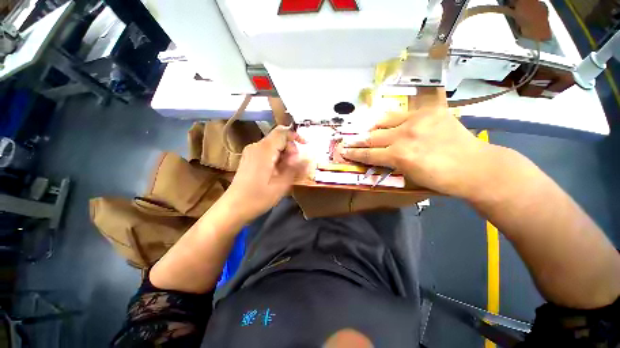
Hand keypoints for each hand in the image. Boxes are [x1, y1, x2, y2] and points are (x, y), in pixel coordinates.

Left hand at [224, 126, 307, 221]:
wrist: (233, 207)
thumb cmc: (258, 197)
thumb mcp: (281, 185)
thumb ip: (295, 169)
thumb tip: (308, 159)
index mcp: (264, 150)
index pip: (282, 132)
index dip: (295, 136)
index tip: (306, 146)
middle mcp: (256, 146)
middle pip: (278, 138)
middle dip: (291, 149)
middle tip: (295, 166)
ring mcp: (251, 152)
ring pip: (273, 145)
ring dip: (284, 155)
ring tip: (287, 172)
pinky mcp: (249, 158)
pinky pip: (267, 152)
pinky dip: (277, 158)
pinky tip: (278, 172)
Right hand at [342, 101, 493, 198]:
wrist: (474, 166)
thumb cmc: (440, 179)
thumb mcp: (409, 176)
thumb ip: (390, 163)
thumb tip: (377, 156)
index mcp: (399, 156)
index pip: (369, 154)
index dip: (354, 153)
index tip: (344, 152)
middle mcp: (404, 136)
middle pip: (372, 137)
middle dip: (357, 141)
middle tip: (347, 141)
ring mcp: (416, 121)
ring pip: (384, 122)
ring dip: (371, 128)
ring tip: (364, 130)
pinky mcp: (428, 111)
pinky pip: (402, 114)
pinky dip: (390, 120)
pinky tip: (385, 122)